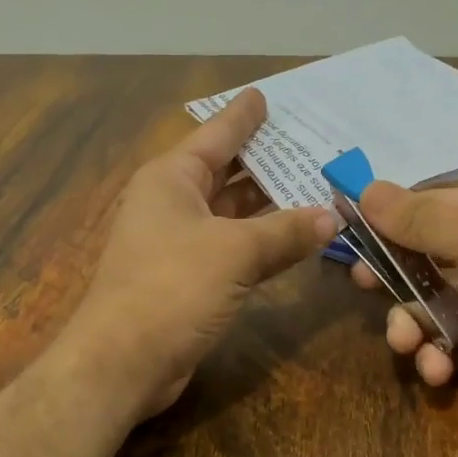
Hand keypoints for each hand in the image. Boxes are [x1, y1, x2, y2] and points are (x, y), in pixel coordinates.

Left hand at [68, 89, 336, 415]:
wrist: (123, 361)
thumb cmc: (171, 287)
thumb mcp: (235, 251)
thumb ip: (286, 231)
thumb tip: (334, 216)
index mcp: (171, 178)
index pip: (215, 135)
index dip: (243, 116)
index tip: (266, 95)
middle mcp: (172, 203)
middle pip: (226, 171)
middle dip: (266, 159)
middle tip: (311, 142)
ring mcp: (179, 242)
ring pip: (232, 212)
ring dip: (270, 203)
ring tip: (315, 183)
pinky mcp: (189, 278)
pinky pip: (234, 246)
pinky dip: (263, 240)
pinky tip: (296, 235)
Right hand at [351, 182, 457, 438]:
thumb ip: (423, 219)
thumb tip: (366, 189)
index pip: (430, 204)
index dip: (387, 218)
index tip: (346, 230)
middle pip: (423, 254)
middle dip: (394, 276)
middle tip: (363, 285)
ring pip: (428, 302)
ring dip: (410, 325)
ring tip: (406, 345)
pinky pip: (445, 338)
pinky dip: (436, 354)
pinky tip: (438, 370)